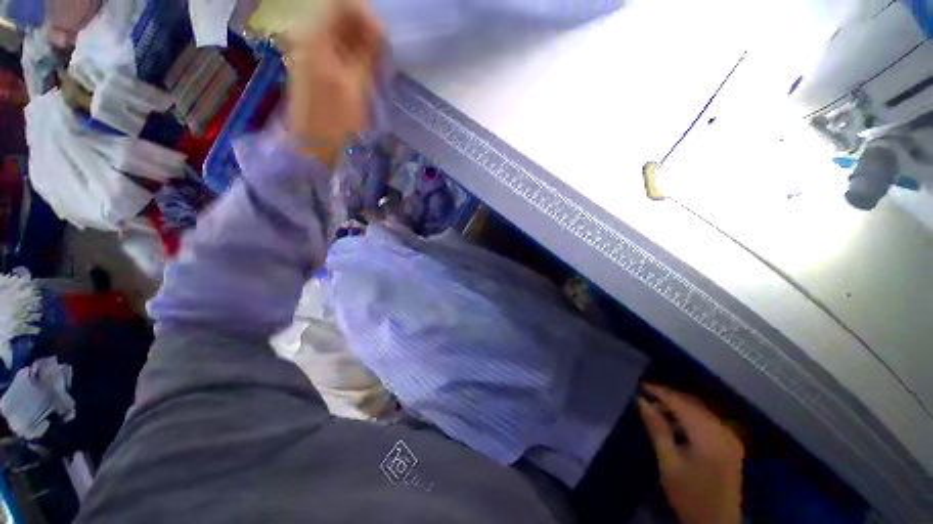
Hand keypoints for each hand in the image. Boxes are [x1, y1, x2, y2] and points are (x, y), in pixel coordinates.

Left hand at [285, 0, 382, 167]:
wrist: (312, 147)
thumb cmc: (334, 122)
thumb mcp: (354, 86)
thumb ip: (366, 55)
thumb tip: (379, 32)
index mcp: (315, 37)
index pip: (341, 3)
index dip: (366, 14)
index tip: (384, 38)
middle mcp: (309, 37)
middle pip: (341, 16)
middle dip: (366, 30)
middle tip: (384, 55)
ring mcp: (311, 53)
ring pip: (341, 34)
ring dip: (363, 45)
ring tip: (378, 66)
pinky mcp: (317, 67)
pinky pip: (338, 50)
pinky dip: (355, 56)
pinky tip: (367, 72)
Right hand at [638, 384, 743, 523]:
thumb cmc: (689, 495)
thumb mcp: (668, 463)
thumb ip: (656, 428)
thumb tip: (641, 401)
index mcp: (709, 437)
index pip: (681, 403)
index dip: (660, 392)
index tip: (640, 385)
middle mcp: (724, 431)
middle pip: (693, 404)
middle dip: (668, 397)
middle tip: (646, 397)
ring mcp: (730, 437)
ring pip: (700, 410)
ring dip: (678, 406)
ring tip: (657, 409)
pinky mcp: (731, 444)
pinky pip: (707, 420)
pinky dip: (689, 416)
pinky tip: (676, 423)